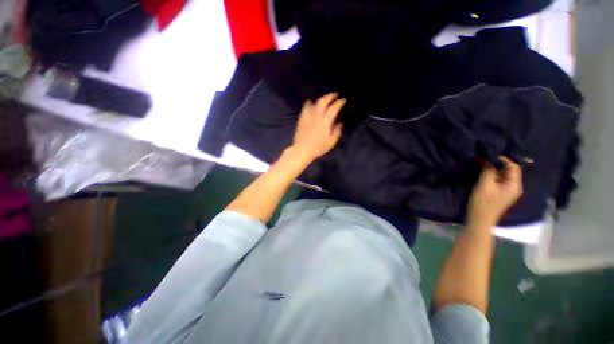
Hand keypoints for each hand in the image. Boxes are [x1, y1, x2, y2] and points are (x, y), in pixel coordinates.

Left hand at [291, 93, 345, 160]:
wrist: (302, 150)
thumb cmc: (318, 148)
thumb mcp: (331, 142)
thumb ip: (337, 132)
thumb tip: (339, 123)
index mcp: (325, 123)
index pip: (333, 109)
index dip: (339, 103)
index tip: (343, 100)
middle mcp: (316, 117)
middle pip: (323, 102)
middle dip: (330, 96)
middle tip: (335, 95)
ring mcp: (308, 117)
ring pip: (314, 103)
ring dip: (321, 100)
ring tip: (325, 100)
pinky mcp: (302, 119)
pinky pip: (305, 108)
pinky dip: (309, 103)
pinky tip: (310, 102)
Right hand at [467, 156, 522, 226]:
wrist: (479, 219)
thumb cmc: (483, 203)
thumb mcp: (485, 185)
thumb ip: (488, 170)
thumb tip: (486, 158)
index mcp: (515, 185)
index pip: (513, 166)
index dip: (503, 158)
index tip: (489, 152)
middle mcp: (514, 186)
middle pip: (509, 169)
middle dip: (498, 162)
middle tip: (484, 156)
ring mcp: (507, 190)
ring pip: (503, 174)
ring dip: (494, 167)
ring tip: (482, 161)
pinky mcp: (500, 192)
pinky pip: (498, 178)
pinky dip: (492, 173)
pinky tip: (483, 170)